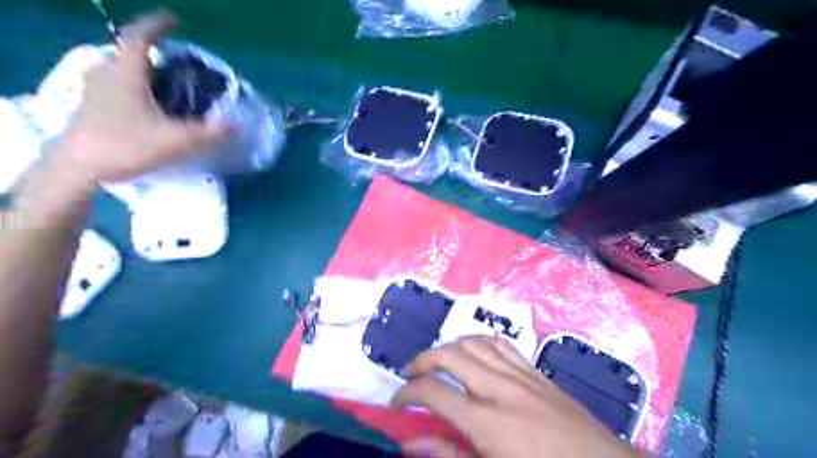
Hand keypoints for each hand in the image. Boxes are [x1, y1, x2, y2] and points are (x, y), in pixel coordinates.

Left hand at [49, 10, 231, 188]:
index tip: (174, 20)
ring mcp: (95, 90)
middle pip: (128, 53)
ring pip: (120, 70)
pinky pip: (115, 85)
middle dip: (151, 51)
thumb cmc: (126, 146)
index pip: (139, 38)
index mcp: (126, 74)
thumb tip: (237, 125)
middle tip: (175, 61)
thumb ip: (209, 133)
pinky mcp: (91, 106)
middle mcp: (106, 74)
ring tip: (164, 82)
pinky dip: (133, 85)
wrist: (78, 168)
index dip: (157, 25)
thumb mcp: (175, 141)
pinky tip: (147, 104)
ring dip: (141, 70)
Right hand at [393, 336, 641, 457]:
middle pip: (450, 355)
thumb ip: (450, 454)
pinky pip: (501, 344)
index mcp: (487, 422)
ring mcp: (520, 375)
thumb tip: (410, 443)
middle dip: (422, 360)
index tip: (397, 401)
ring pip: (474, 343)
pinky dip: (479, 341)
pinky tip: (473, 350)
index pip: (433, 392)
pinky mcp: (535, 371)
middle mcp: (499, 389)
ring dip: (449, 347)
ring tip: (437, 360)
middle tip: (410, 373)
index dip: (407, 393)